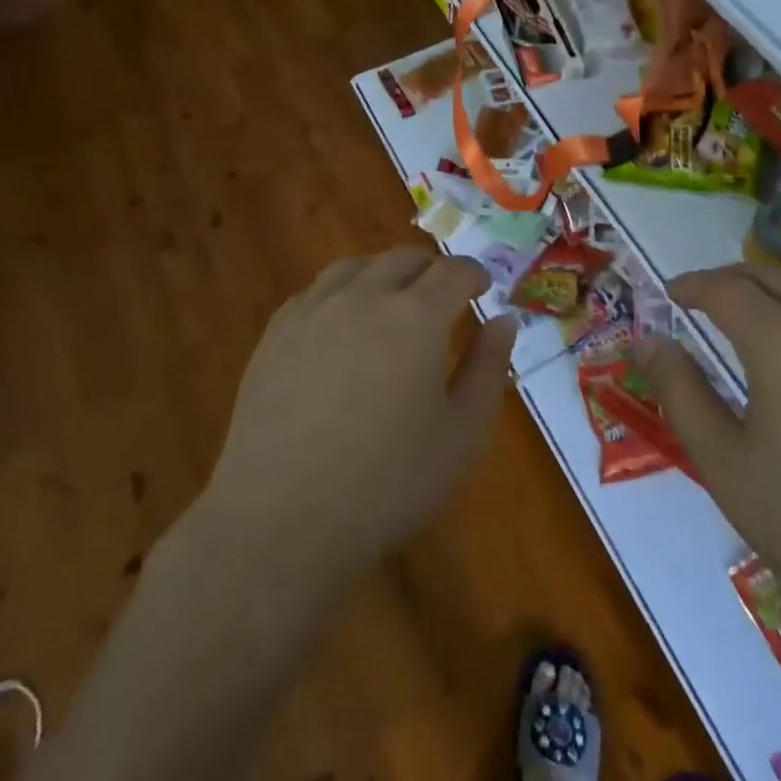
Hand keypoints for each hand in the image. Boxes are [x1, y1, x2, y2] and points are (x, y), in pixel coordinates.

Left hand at [181, 247, 515, 587]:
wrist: (282, 522)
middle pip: (403, 259)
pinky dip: (341, 293)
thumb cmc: (387, 483)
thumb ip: (488, 368)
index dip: (473, 273)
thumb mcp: (462, 433)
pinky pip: (316, 292)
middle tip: (444, 295)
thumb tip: (503, 320)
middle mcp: (363, 297)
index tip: (482, 287)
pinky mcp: (276, 334)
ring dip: (384, 273)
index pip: (453, 270)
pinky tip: (341, 325)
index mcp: (416, 316)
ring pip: (356, 266)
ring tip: (392, 301)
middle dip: (432, 269)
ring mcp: (313, 311)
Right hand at [635, 264, 780, 650]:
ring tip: (753, 307)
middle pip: (774, 277)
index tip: (671, 294)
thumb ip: (682, 393)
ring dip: (777, 286)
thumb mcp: (726, 464)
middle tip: (704, 297)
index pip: (728, 289)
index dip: (694, 285)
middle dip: (732, 278)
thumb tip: (646, 341)